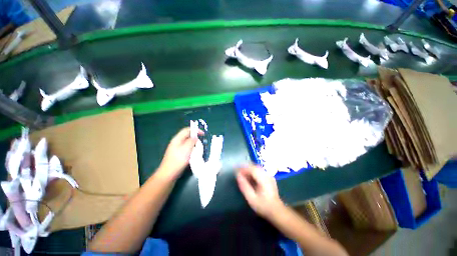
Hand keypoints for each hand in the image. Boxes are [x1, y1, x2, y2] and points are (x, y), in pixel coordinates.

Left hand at [159, 127, 200, 179]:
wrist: (168, 174)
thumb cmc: (178, 160)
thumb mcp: (186, 148)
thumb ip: (192, 141)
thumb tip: (195, 137)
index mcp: (177, 139)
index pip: (187, 130)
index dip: (195, 130)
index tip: (203, 134)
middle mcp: (176, 142)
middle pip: (187, 136)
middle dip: (195, 137)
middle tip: (202, 141)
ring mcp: (176, 148)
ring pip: (187, 142)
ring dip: (194, 143)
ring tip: (200, 147)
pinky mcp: (178, 154)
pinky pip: (186, 148)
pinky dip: (191, 148)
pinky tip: (194, 153)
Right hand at [236, 165, 283, 217]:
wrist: (277, 211)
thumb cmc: (263, 206)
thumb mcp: (251, 198)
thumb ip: (244, 186)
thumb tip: (238, 175)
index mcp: (263, 179)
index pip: (252, 169)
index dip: (243, 168)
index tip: (236, 170)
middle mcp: (267, 175)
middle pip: (255, 166)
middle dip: (246, 167)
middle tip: (238, 171)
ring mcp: (269, 176)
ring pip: (257, 168)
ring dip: (249, 169)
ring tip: (242, 173)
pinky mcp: (269, 177)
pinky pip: (260, 170)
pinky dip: (253, 171)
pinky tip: (249, 176)